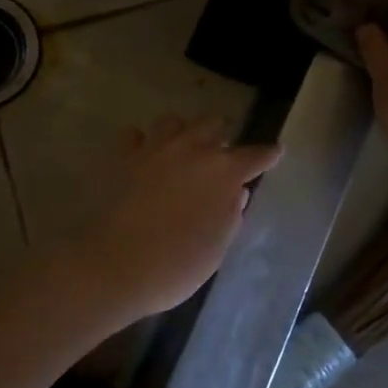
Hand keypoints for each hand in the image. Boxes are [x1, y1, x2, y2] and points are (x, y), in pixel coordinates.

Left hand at [50, 116, 282, 330]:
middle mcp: (191, 149)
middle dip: (220, 137)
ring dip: (182, 133)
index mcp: (223, 172)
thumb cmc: (174, 265)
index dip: (267, 155)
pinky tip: (142, 157)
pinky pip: (136, 136)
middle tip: (219, 155)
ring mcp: (154, 147)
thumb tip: (236, 194)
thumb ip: (230, 216)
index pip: (254, 155)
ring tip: (181, 151)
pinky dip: (142, 143)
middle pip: (212, 125)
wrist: (113, 264)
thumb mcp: (215, 249)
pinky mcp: (122, 154)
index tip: (275, 152)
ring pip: (174, 121)